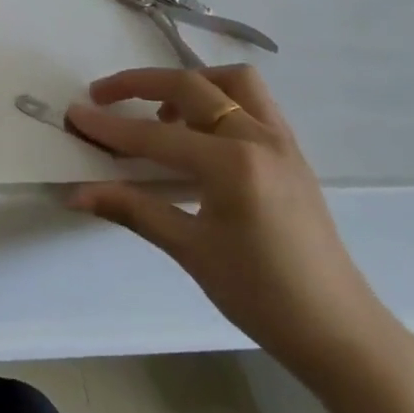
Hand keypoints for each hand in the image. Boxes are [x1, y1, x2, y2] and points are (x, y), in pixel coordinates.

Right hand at [67, 66, 404, 383]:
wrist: (339, 331)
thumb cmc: (262, 296)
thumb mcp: (191, 252)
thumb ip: (134, 210)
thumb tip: (77, 194)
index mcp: (233, 165)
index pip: (155, 136)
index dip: (109, 127)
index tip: (74, 112)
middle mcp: (259, 138)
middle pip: (191, 85)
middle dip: (140, 84)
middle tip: (103, 96)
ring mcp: (281, 141)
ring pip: (231, 81)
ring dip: (190, 83)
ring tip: (160, 112)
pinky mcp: (292, 152)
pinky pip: (252, 103)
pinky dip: (218, 100)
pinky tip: (199, 135)